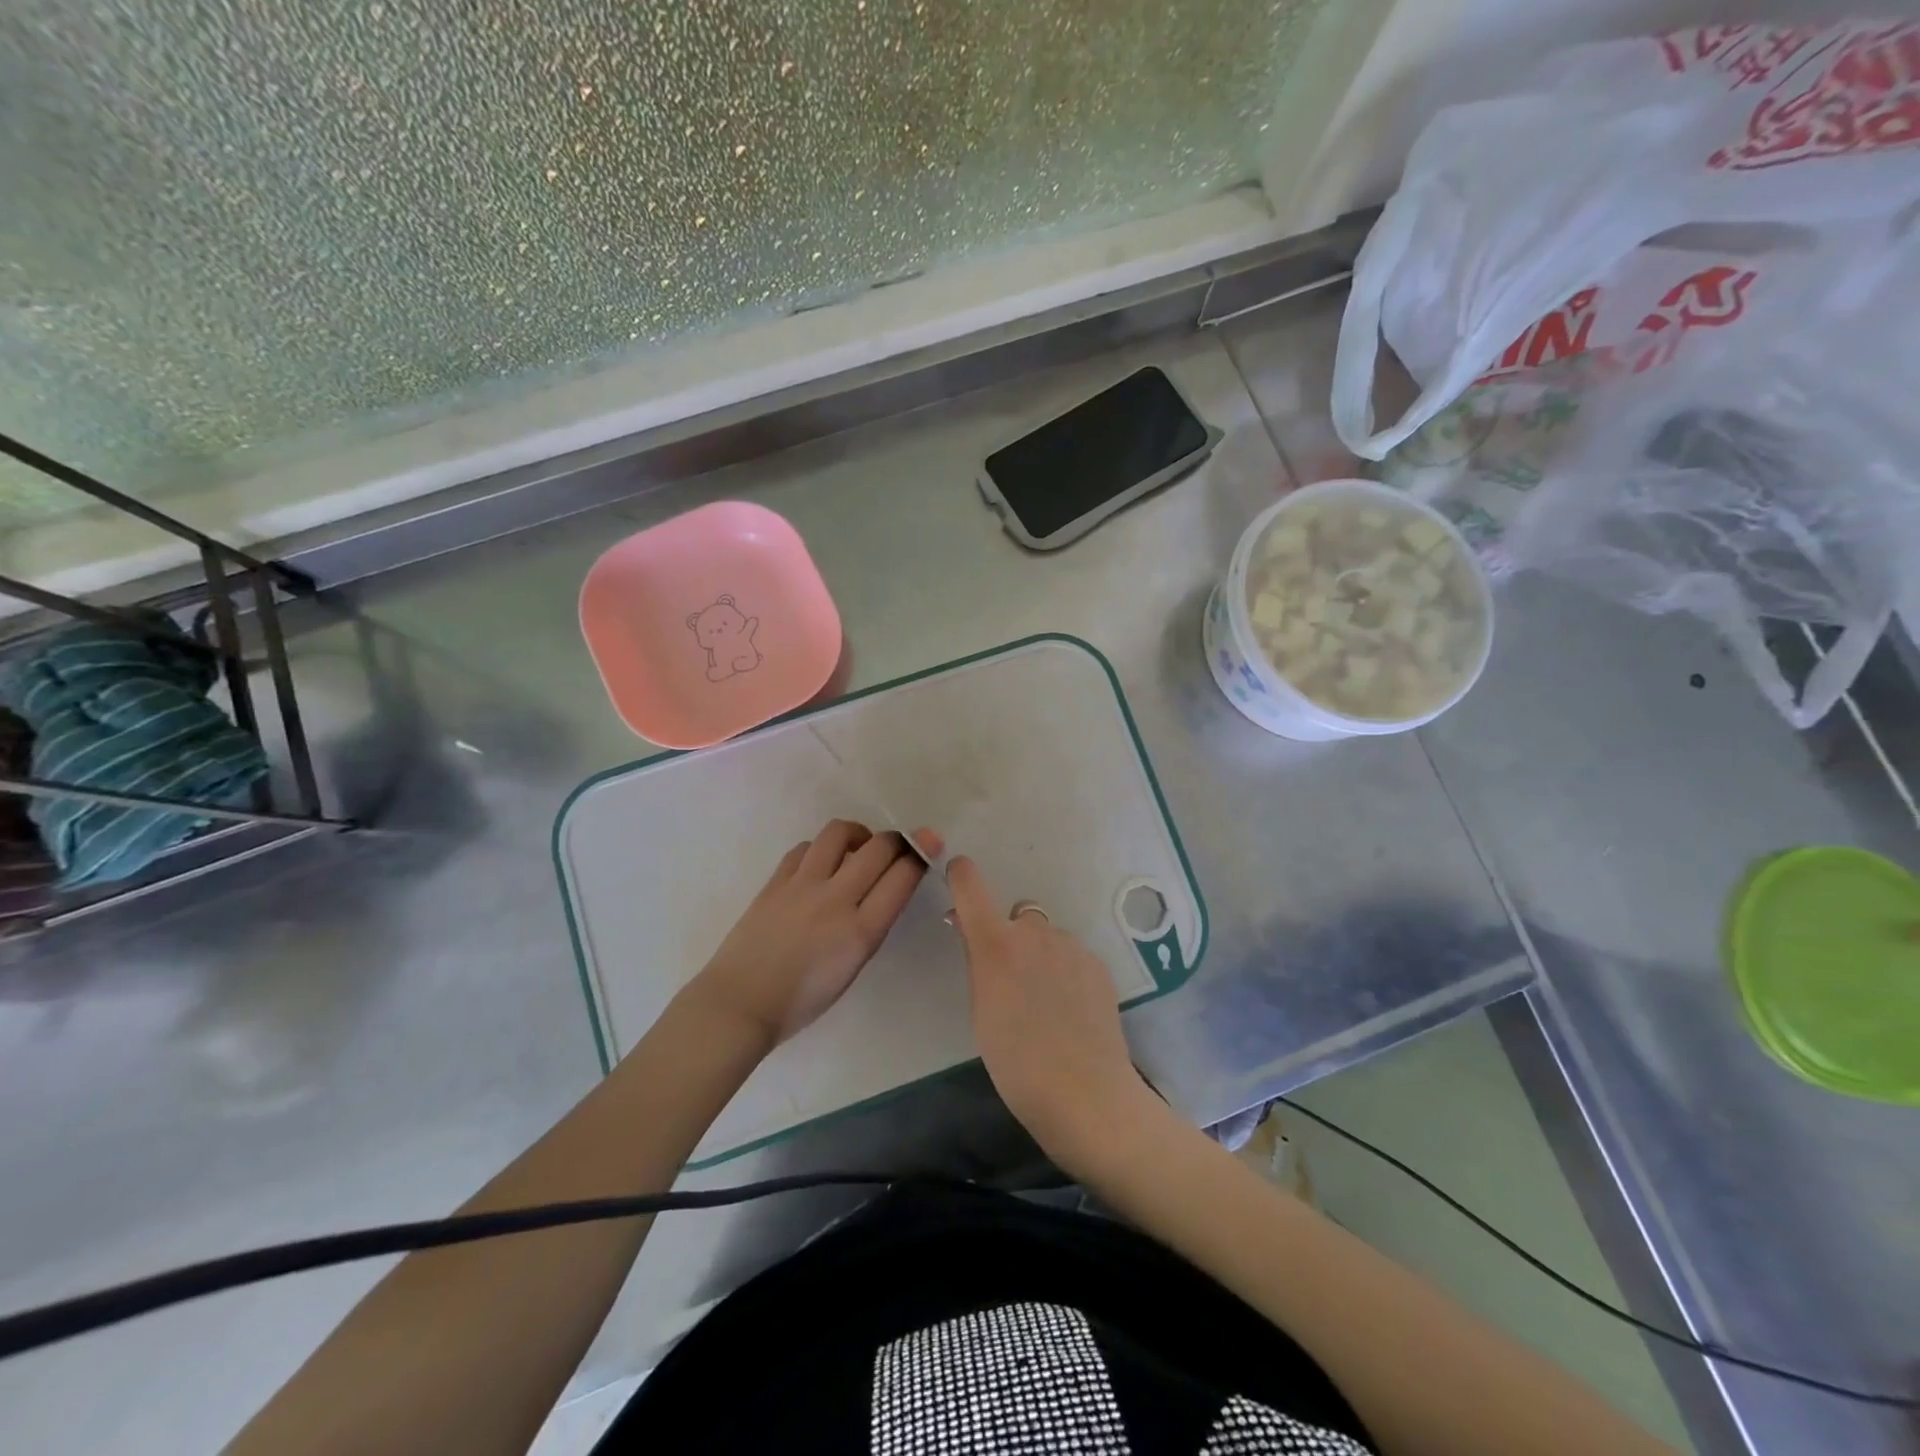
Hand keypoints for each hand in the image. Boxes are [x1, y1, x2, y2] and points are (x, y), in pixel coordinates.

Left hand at [684, 820, 925, 1049]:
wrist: (741, 1003)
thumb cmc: (801, 1001)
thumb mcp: (852, 968)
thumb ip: (870, 926)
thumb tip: (883, 890)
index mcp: (861, 932)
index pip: (902, 877)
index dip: (921, 854)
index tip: (929, 844)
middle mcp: (836, 900)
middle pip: (878, 847)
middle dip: (897, 840)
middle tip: (898, 846)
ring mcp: (803, 885)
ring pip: (839, 833)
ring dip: (857, 834)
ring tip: (858, 847)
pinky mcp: (776, 881)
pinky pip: (805, 848)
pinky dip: (821, 849)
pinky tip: (821, 863)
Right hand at [945, 852, 1156, 1172]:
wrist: (1087, 1094)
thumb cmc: (1017, 1063)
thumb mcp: (981, 1013)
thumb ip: (977, 963)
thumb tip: (970, 930)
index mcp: (997, 943)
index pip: (972, 885)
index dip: (962, 875)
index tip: (958, 875)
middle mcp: (1035, 932)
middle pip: (1016, 917)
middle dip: (1010, 937)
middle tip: (1011, 981)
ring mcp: (1071, 946)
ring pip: (1047, 937)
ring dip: (1040, 955)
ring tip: (1046, 1004)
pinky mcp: (1097, 964)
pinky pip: (1071, 956)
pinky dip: (1065, 972)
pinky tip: (1070, 1011)